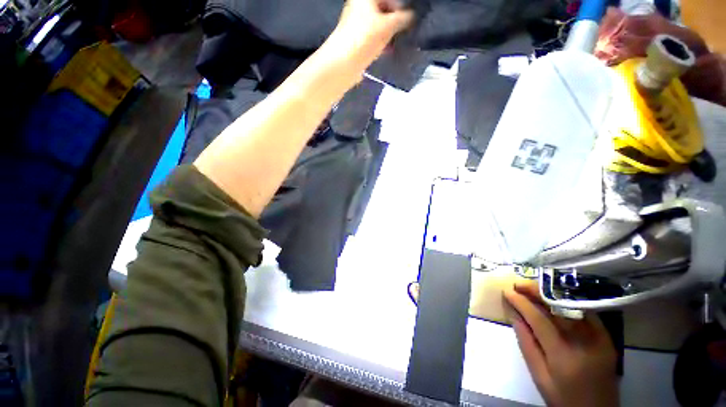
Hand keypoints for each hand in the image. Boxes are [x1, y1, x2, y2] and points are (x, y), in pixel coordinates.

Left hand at [323, 0, 413, 71]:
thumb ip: (404, 18)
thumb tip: (413, 17)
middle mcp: (360, 6)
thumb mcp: (388, 26)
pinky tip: (389, 51)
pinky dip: (382, 42)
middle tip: (405, 32)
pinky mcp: (357, 40)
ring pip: (380, 24)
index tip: (410, 20)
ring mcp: (357, 23)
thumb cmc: (364, 38)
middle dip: (396, 21)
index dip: (401, 6)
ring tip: (398, 43)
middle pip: (384, 9)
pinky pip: (374, 37)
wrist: (343, 64)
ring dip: (390, 33)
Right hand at [503, 281, 619, 406]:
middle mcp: (584, 343)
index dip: (521, 303)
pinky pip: (585, 313)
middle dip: (536, 292)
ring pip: (572, 307)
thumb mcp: (539, 376)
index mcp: (563, 356)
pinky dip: (567, 303)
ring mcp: (599, 339)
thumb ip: (526, 343)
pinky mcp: (607, 338)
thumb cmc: (563, 398)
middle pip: (557, 308)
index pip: (539, 320)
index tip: (507, 291)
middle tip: (518, 284)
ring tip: (532, 288)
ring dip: (550, 294)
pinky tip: (555, 299)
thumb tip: (514, 314)